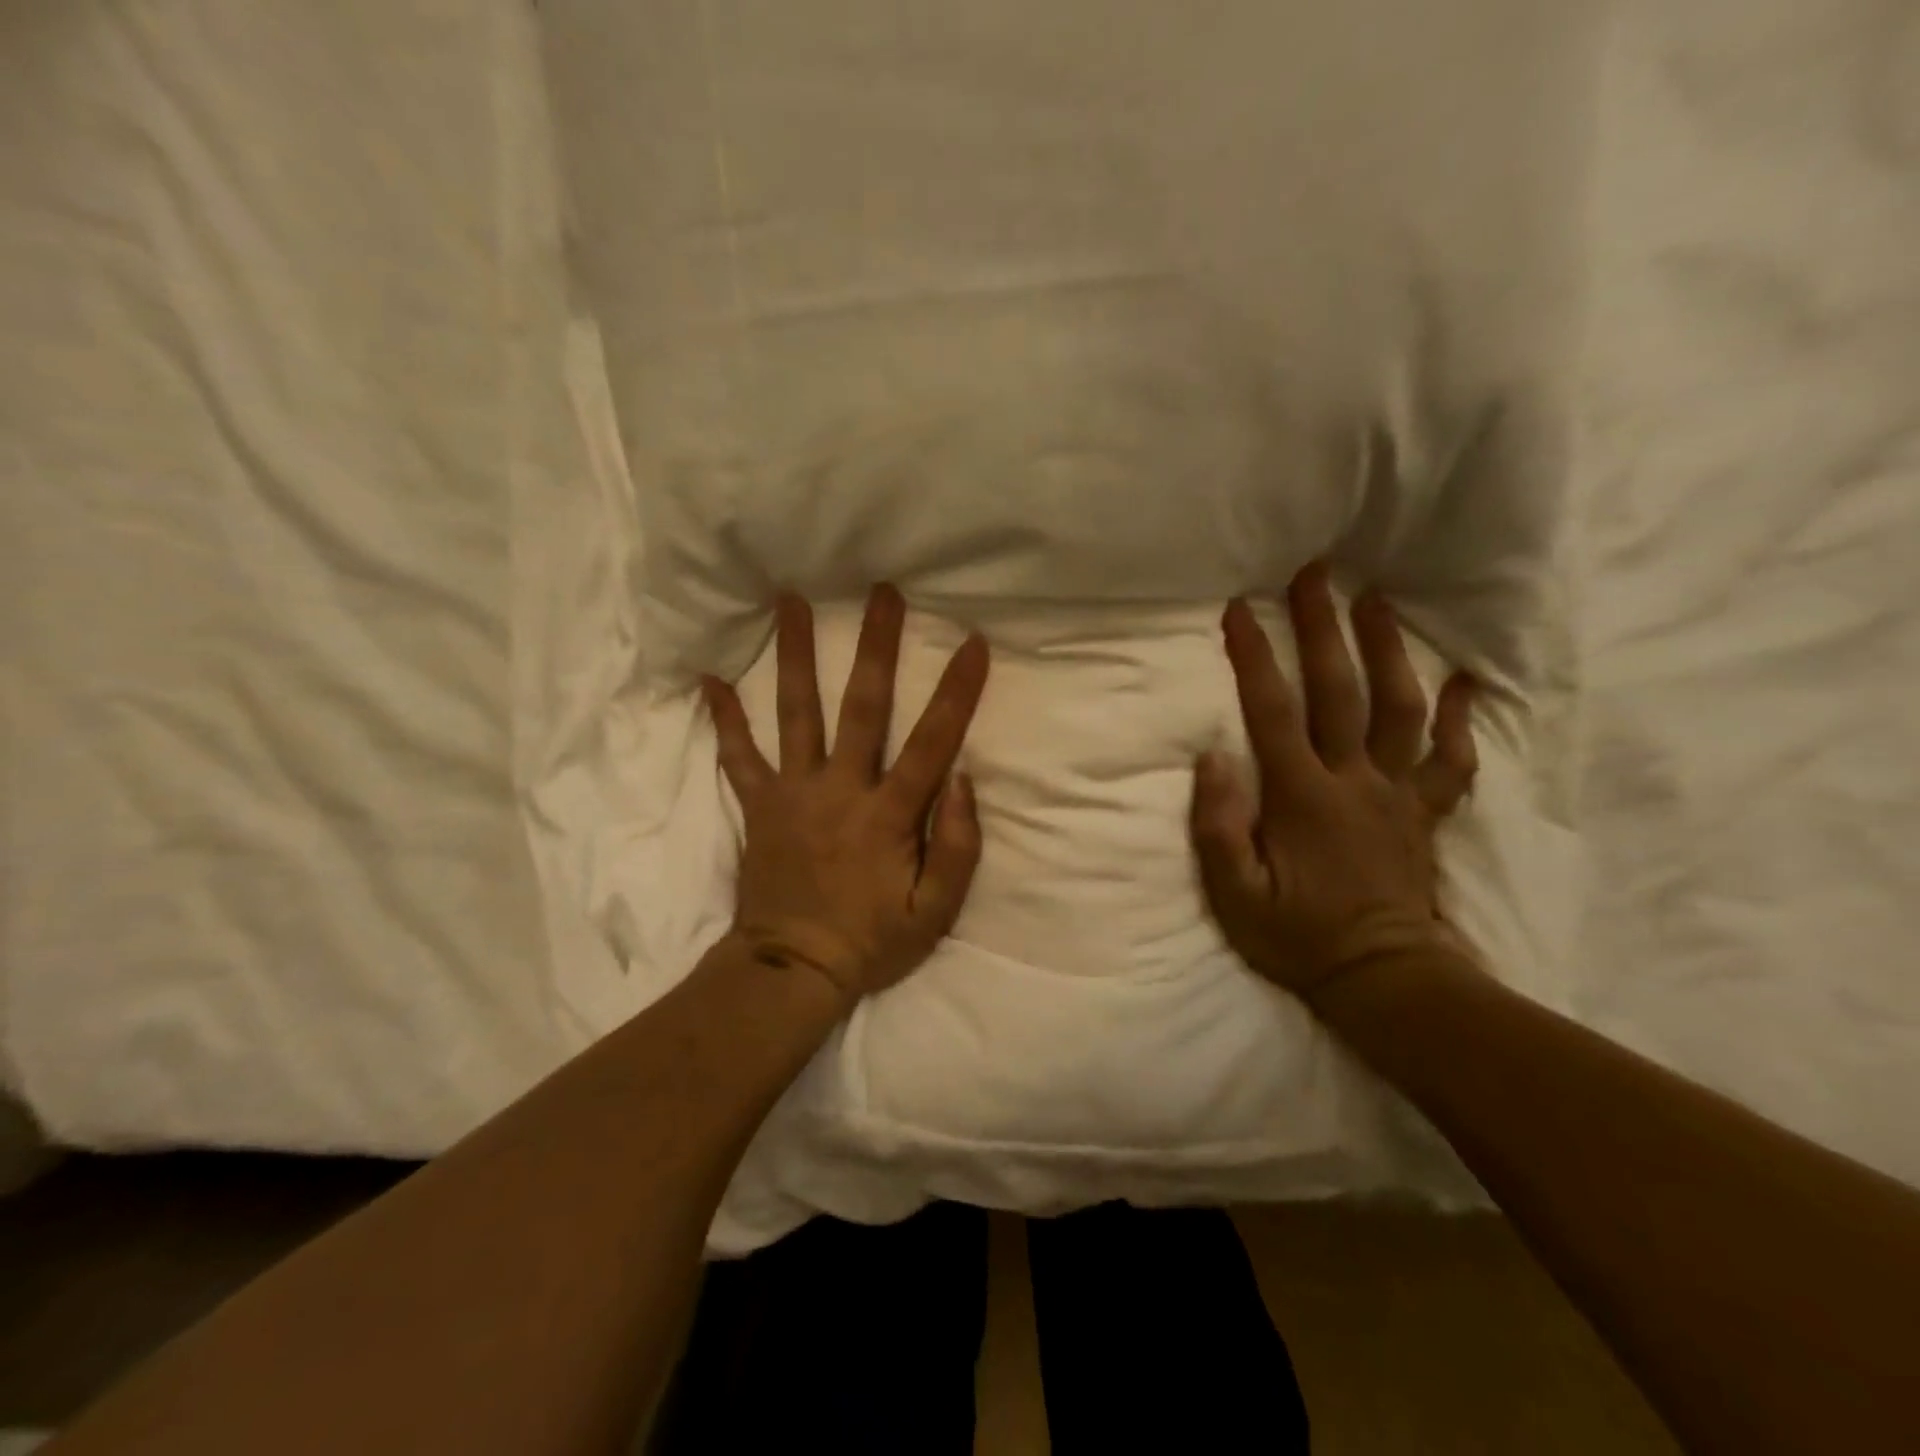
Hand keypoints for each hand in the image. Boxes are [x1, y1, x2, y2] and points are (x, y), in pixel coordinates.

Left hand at [702, 585, 989, 1004]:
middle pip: (862, 707)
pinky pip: (738, 757)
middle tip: (880, 592)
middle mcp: (840, 790)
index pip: (931, 742)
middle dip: (875, 647)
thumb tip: (963, 781)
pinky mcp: (759, 806)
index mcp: (888, 815)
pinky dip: (725, 720)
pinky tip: (709, 680)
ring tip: (790, 602)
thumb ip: (958, 848)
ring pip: (796, 714)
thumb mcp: (934, 912)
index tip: (972, 642)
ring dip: (795, 655)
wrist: (791, 971)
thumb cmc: (871, 942)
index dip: (955, 692)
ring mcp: (793, 794)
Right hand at [1190, 563, 1479, 1006]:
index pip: (1273, 712)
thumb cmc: (1297, 937)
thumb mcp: (1235, 894)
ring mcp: (1397, 794)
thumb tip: (1213, 758)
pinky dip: (1458, 719)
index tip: (1238, 610)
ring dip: (1389, 651)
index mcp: (1302, 796)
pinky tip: (1462, 683)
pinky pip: (1449, 760)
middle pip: (1340, 692)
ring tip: (1379, 602)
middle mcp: (1354, 781)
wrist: (1383, 979)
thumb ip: (1220, 826)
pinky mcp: (1423, 813)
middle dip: (1324, 629)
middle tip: (1317, 574)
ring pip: (1400, 710)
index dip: (1254, 657)